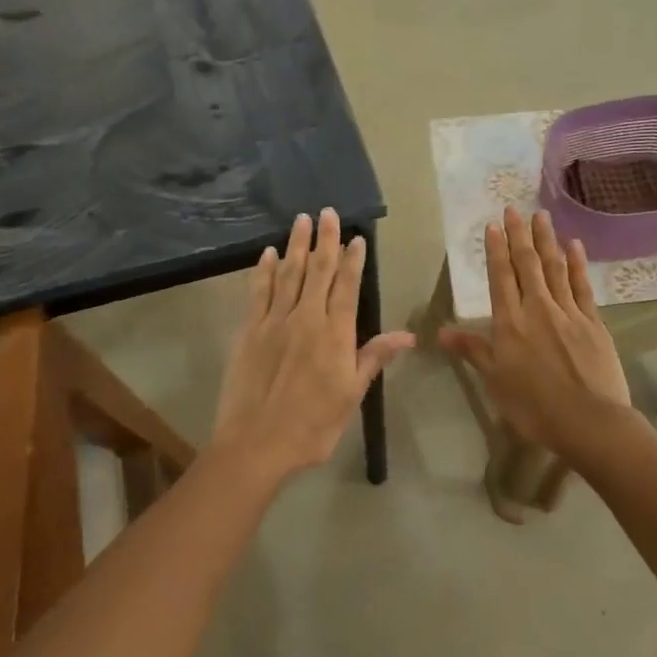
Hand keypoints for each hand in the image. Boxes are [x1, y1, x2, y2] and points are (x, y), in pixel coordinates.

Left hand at [212, 209, 414, 478]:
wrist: (256, 444)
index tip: (355, 237)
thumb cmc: (312, 426)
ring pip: (288, 274)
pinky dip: (264, 270)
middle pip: (317, 271)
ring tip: (301, 220)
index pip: (347, 287)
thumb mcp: (351, 396)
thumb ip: (374, 358)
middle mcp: (305, 319)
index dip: (352, 260)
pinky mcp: (248, 331)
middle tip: (327, 211)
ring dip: (296, 245)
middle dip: (324, 240)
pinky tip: (268, 253)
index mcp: (335, 335)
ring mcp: (273, 322)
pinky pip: (258, 292)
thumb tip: (408, 335)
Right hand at [441, 208, 633, 458]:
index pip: (501, 277)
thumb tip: (441, 332)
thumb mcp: (495, 381)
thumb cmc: (533, 406)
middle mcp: (538, 309)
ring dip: (546, 241)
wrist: (588, 420)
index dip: (496, 250)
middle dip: (519, 236)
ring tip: (541, 216)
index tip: (493, 226)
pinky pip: (582, 285)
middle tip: (514, 209)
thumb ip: (472, 351)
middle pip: (527, 265)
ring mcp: (569, 312)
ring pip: (554, 268)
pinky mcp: (593, 322)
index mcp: (510, 323)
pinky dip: (577, 264)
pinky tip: (574, 245)